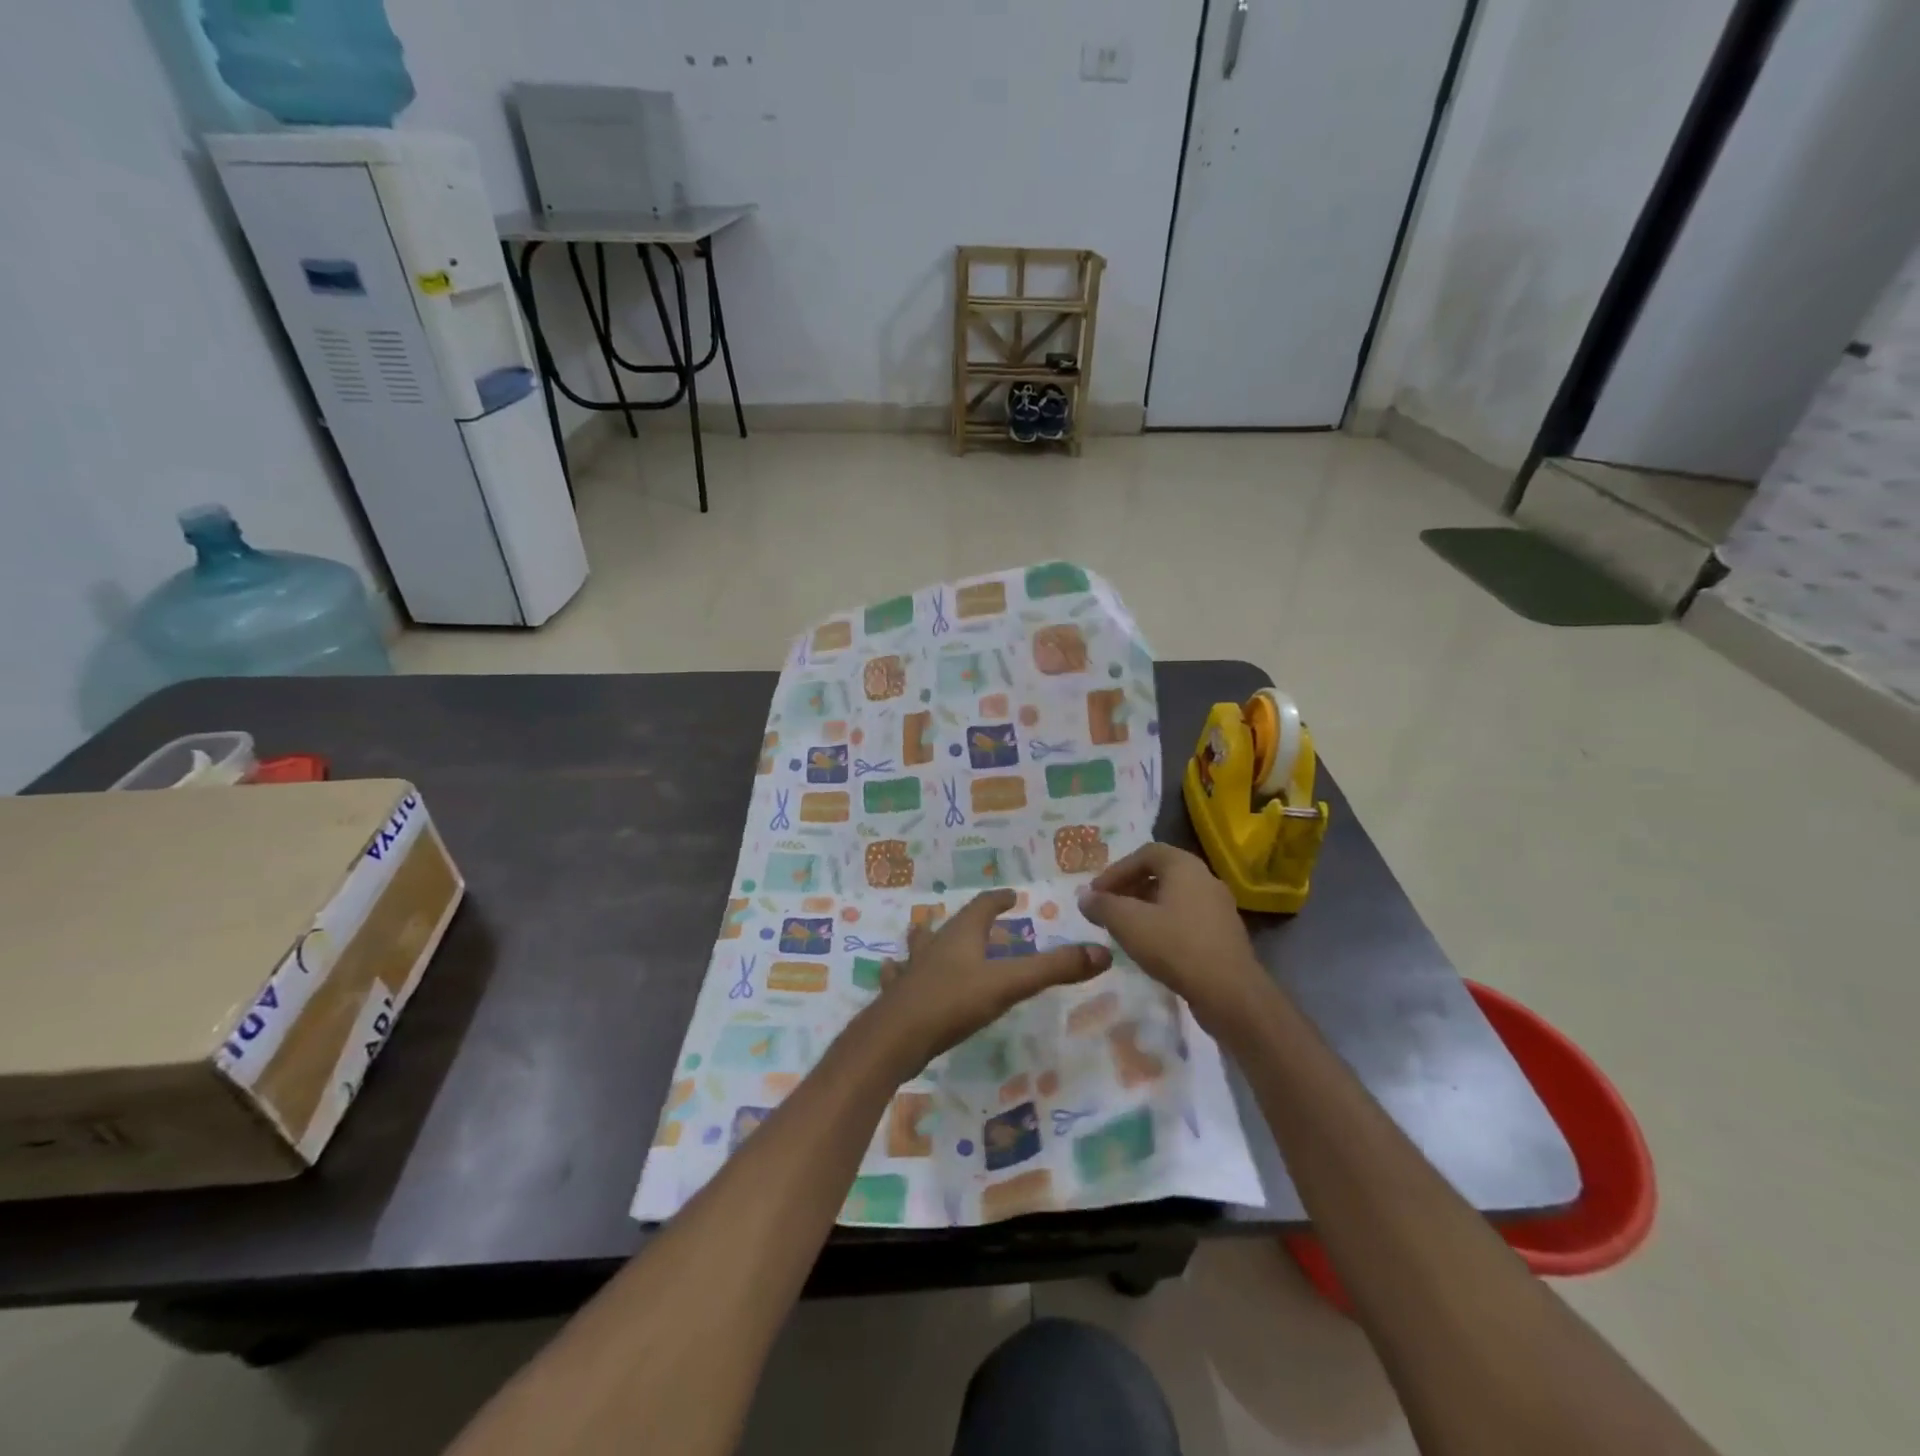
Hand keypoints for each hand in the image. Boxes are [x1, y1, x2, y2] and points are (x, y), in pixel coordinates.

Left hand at [859, 890, 1109, 1080]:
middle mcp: (934, 945)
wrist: (894, 1038)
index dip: (997, 900)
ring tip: (928, 935)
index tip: (1009, 896)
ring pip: (919, 946)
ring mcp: (911, 970)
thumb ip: (1053, 969)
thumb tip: (1101, 953)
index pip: (982, 906)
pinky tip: (893, 972)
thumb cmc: (953, 1003)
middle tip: (977, 922)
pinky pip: (898, 976)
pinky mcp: (896, 997)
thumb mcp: (1009, 984)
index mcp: (961, 935)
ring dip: (928, 939)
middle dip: (966, 921)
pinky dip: (900, 972)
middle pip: (950, 924)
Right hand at [1078, 843, 1265, 1034]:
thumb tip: (1084, 897)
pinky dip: (1164, 925)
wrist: (1230, 994)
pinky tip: (1151, 948)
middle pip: (1161, 873)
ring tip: (1124, 929)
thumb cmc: (1176, 946)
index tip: (1097, 893)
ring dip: (1145, 908)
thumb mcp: (1128, 923)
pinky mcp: (1223, 936)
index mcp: (1185, 867)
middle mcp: (1206, 879)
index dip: (1117, 869)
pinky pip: (1187, 919)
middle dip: (1129, 888)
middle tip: (1107, 909)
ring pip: (1174, 898)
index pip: (1146, 853)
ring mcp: (1219, 908)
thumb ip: (1102, 906)